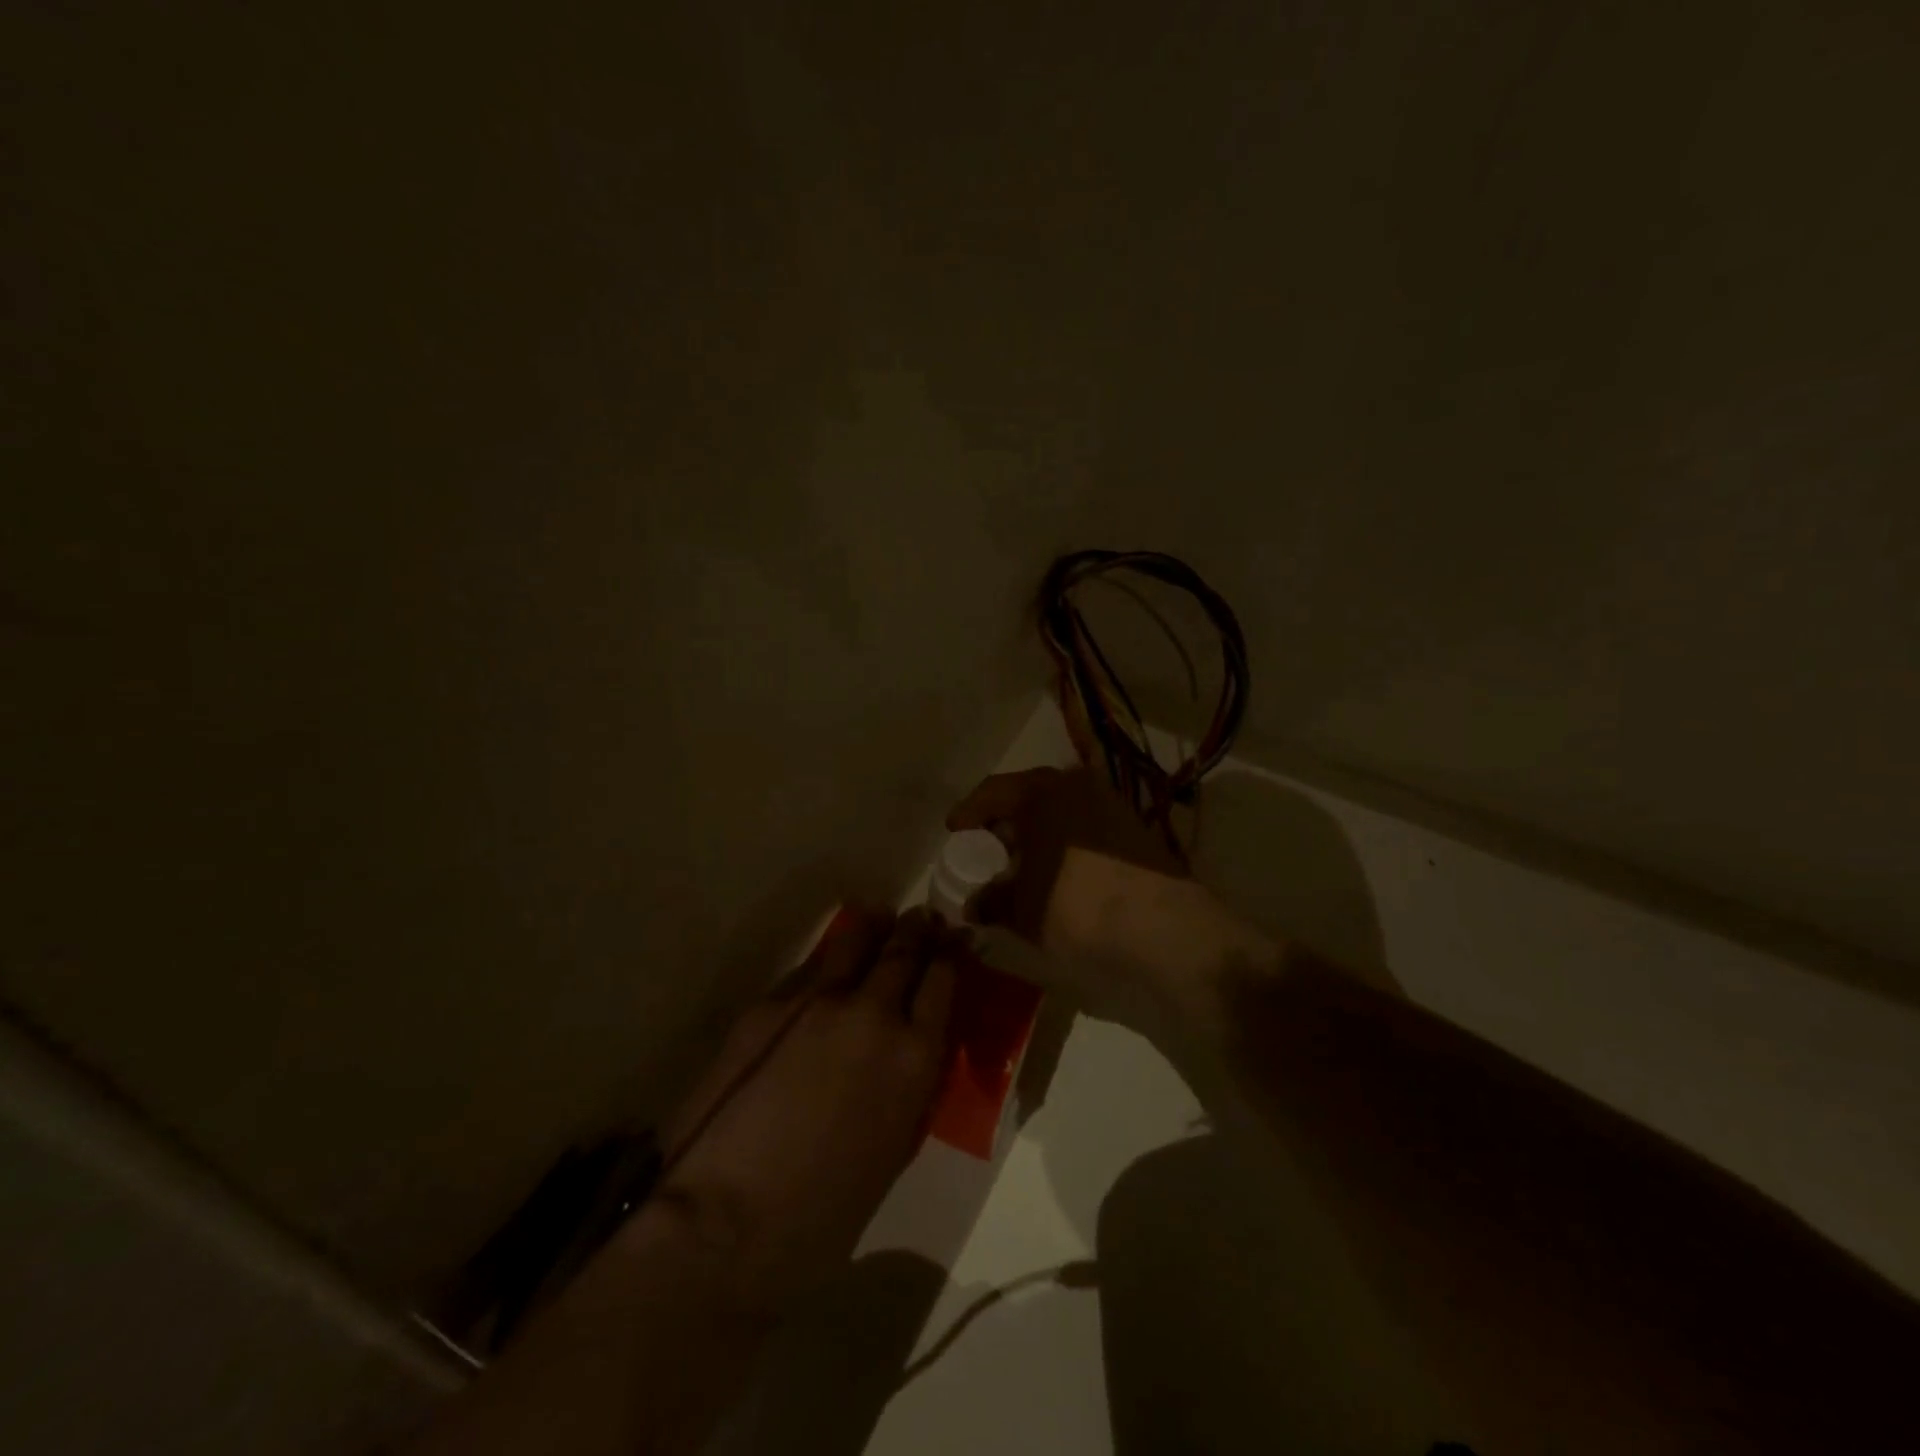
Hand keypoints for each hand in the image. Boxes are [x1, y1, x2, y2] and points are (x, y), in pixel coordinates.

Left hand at [647, 907, 957, 1308]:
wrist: (726, 1219)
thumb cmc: (823, 1211)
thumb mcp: (894, 1148)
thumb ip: (911, 1085)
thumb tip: (911, 1048)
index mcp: (915, 1056)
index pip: (942, 981)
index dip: (950, 956)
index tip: (953, 944)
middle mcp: (874, 1013)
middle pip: (904, 950)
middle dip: (919, 929)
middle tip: (925, 918)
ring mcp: (819, 1000)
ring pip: (857, 939)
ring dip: (876, 926)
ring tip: (882, 916)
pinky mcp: (772, 1002)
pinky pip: (812, 965)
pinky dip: (831, 955)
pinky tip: (832, 958)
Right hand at [946, 767, 1198, 1028]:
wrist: (1161, 927)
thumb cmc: (1076, 906)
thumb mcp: (1023, 908)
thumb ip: (992, 900)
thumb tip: (974, 905)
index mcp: (1042, 791)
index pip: (993, 791)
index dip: (969, 812)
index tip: (954, 832)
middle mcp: (1076, 785)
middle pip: (1028, 797)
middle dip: (1004, 824)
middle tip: (987, 850)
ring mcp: (1110, 803)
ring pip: (1059, 812)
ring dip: (1036, 835)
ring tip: (1021, 866)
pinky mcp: (1134, 828)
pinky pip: (1084, 827)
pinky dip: (1064, 844)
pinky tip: (1058, 873)